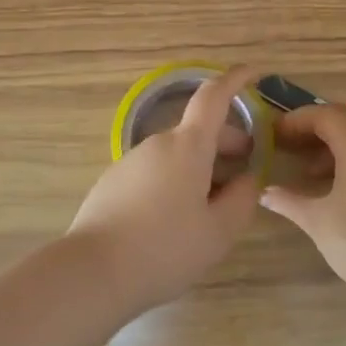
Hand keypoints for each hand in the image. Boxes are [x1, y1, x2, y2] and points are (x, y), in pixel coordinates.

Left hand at [67, 64, 263, 312]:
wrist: (92, 272)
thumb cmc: (165, 248)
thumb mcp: (219, 232)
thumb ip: (242, 199)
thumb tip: (247, 179)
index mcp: (188, 146)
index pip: (214, 97)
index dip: (235, 80)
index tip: (253, 73)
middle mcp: (157, 144)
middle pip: (198, 132)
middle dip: (226, 143)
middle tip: (245, 172)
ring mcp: (131, 161)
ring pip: (176, 155)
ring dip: (200, 168)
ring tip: (211, 208)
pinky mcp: (113, 183)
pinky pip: (154, 172)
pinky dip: (174, 182)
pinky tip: (174, 221)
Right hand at [261, 102, 345, 295]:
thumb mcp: (318, 221)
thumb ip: (289, 201)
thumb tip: (265, 192)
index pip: (323, 115)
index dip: (296, 120)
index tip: (273, 134)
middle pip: (345, 119)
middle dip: (314, 127)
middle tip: (289, 144)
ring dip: (333, 144)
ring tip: (308, 170)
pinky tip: (336, 188)